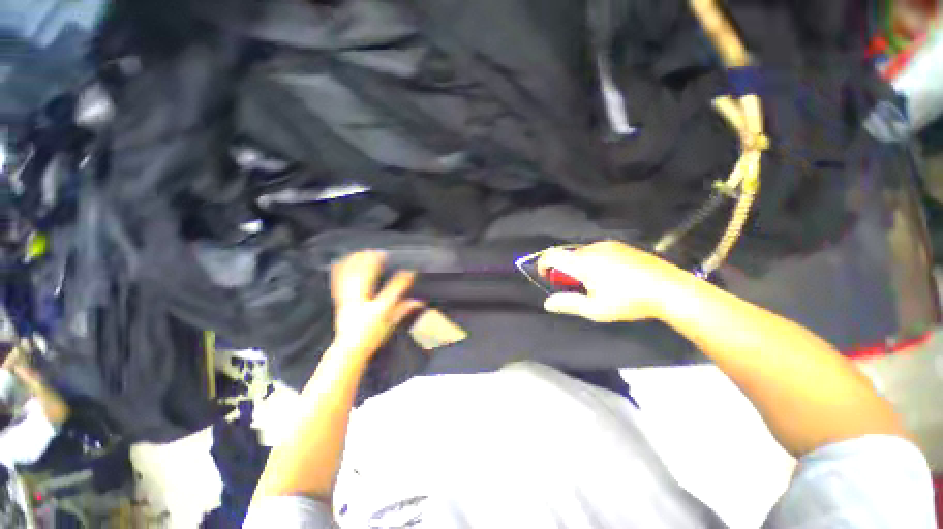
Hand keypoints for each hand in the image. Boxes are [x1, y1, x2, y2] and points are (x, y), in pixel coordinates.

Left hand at [330, 251, 422, 361]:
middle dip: (373, 263)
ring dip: (357, 263)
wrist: (349, 349)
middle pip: (367, 277)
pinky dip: (341, 271)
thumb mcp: (391, 324)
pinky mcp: (340, 301)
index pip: (393, 291)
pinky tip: (341, 262)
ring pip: (352, 278)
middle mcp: (363, 303)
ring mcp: (349, 301)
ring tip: (363, 252)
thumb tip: (419, 301)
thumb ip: (404, 310)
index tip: (410, 271)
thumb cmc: (372, 337)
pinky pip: (339, 283)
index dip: (403, 280)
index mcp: (378, 309)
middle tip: (380, 253)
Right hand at [537, 241, 694, 322]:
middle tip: (575, 287)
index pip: (551, 255)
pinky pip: (597, 250)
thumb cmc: (628, 301)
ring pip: (582, 253)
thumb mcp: (595, 309)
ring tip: (595, 283)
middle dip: (564, 270)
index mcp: (582, 262)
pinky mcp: (620, 245)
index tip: (546, 276)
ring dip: (579, 265)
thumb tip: (547, 303)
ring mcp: (608, 245)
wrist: (669, 288)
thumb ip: (568, 303)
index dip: (543, 264)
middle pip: (567, 255)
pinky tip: (609, 275)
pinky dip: (592, 261)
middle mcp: (591, 248)